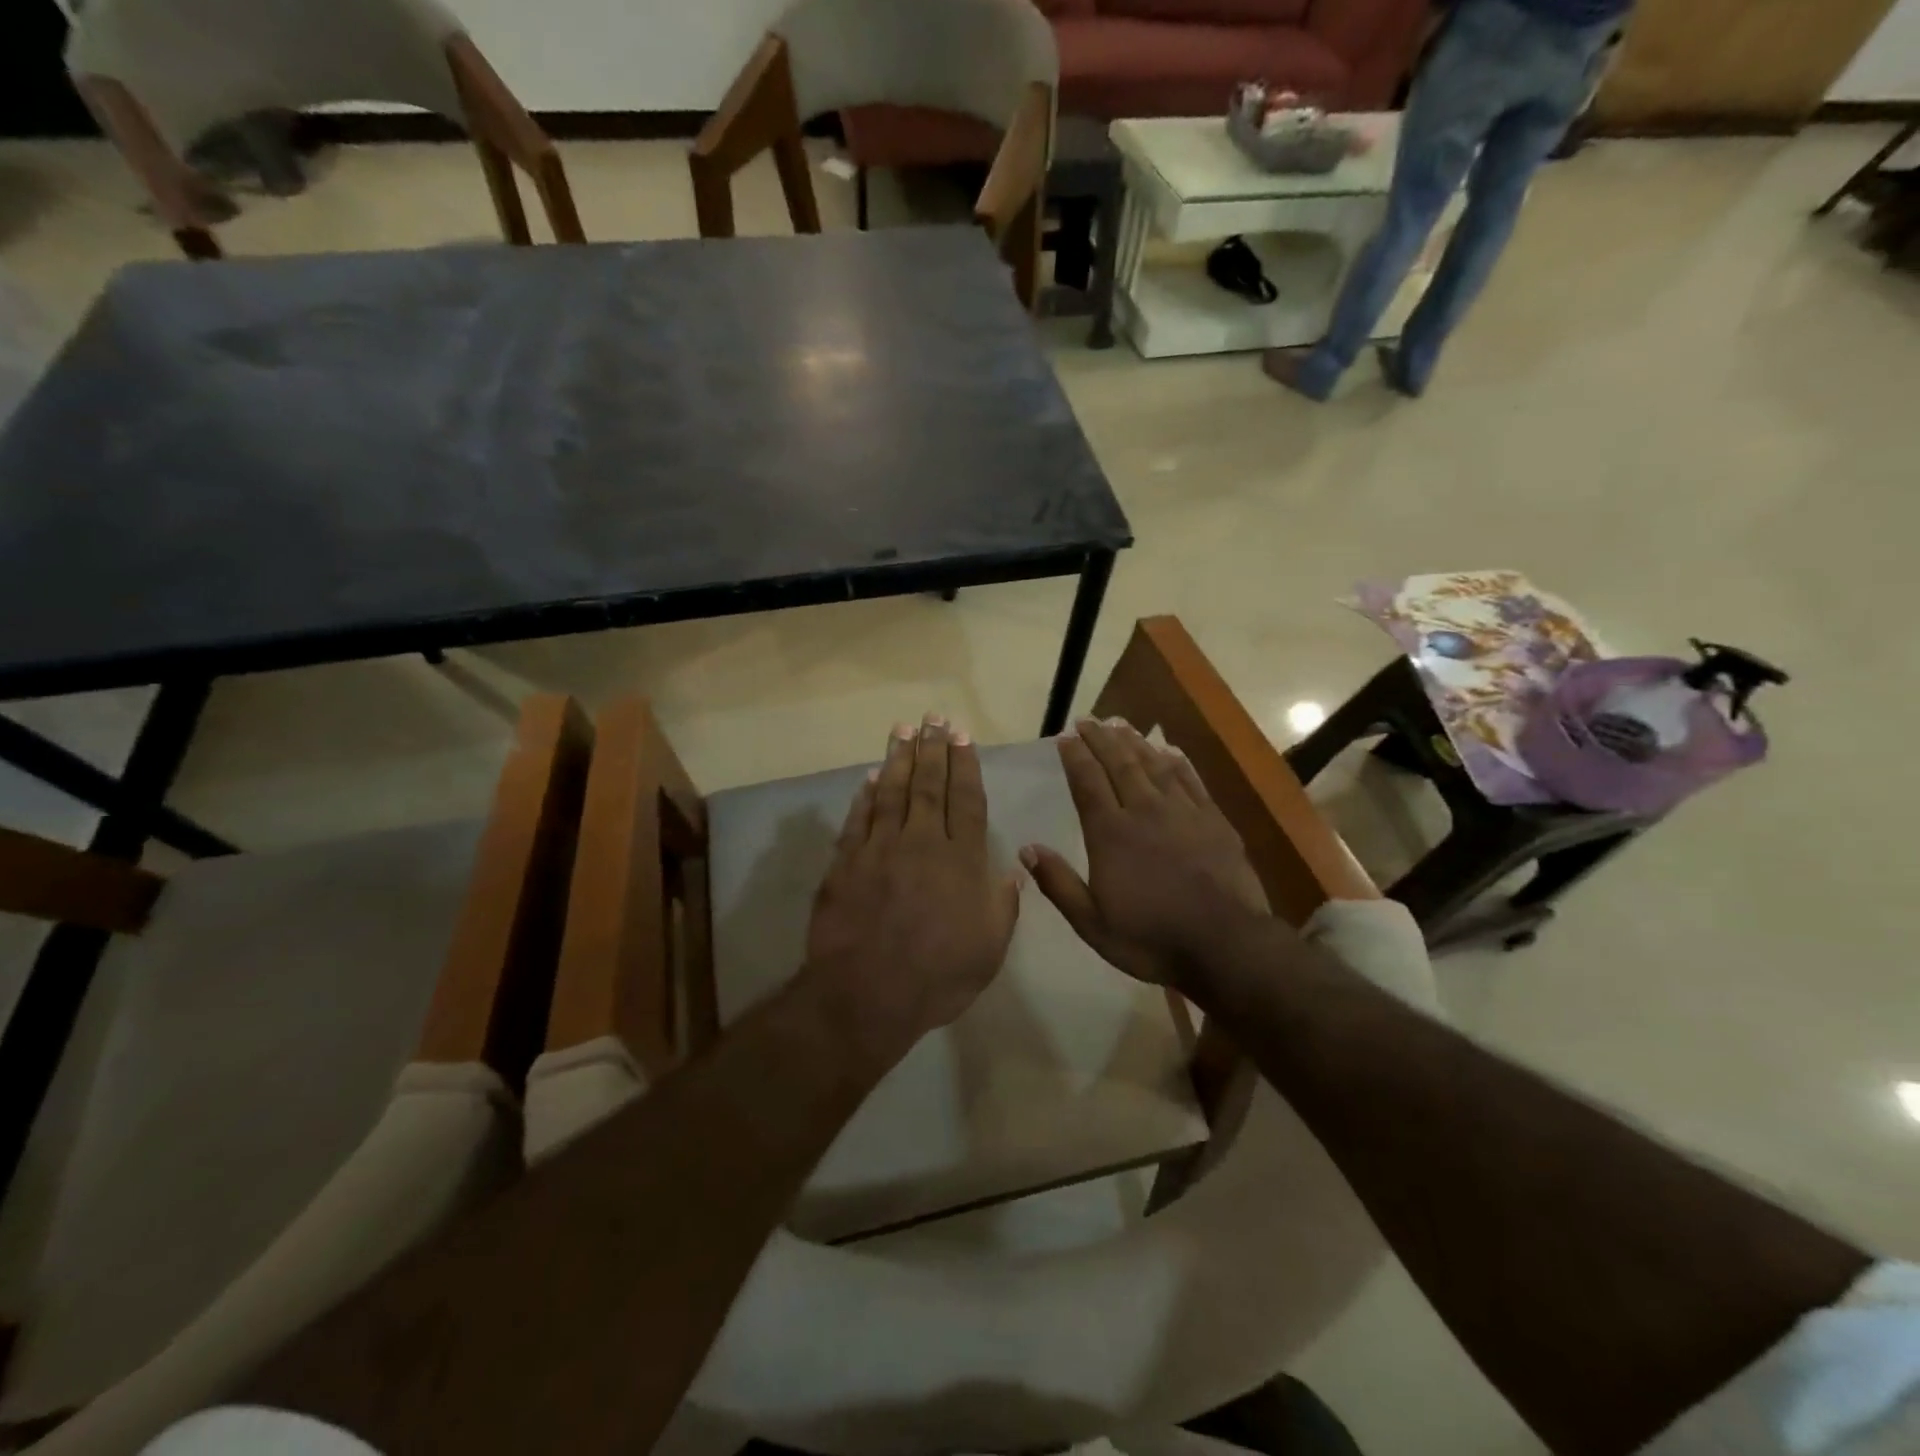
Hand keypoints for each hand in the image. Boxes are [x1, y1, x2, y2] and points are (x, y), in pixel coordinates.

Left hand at [806, 715, 1020, 1058]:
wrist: (866, 995)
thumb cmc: (938, 976)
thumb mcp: (989, 949)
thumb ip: (1003, 905)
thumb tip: (1014, 870)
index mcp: (960, 860)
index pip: (966, 800)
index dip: (965, 766)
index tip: (962, 737)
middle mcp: (921, 843)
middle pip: (928, 786)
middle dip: (933, 749)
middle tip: (933, 718)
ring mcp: (880, 850)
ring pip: (891, 792)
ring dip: (898, 758)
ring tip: (903, 730)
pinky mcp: (846, 863)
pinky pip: (858, 820)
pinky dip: (865, 796)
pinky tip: (870, 777)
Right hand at [1021, 717, 1270, 992]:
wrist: (1225, 944)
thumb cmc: (1151, 938)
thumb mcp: (1092, 923)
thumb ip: (1058, 883)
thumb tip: (1026, 848)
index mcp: (1110, 834)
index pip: (1087, 783)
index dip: (1075, 757)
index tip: (1065, 736)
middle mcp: (1144, 811)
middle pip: (1119, 764)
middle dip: (1100, 739)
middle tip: (1088, 720)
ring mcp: (1182, 812)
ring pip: (1153, 765)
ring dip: (1134, 741)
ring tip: (1120, 723)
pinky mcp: (1213, 820)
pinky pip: (1190, 779)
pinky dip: (1176, 761)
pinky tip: (1168, 749)